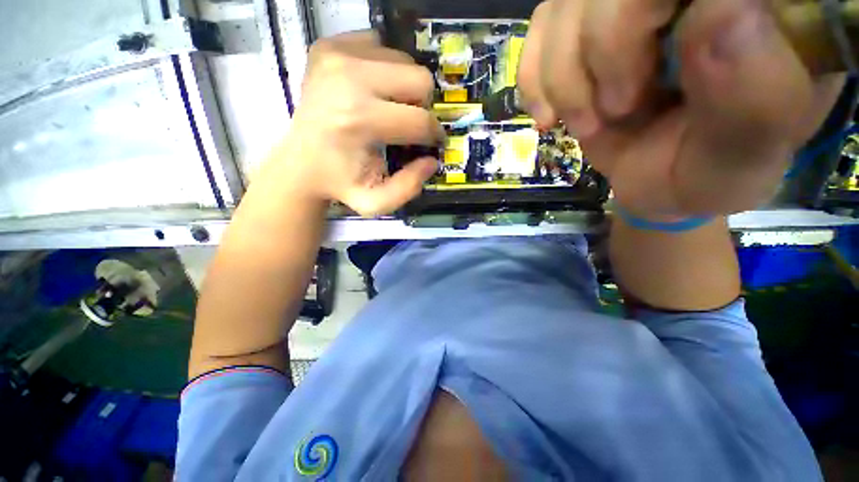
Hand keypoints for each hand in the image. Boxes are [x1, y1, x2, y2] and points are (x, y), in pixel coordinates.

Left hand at [272, 31, 442, 216]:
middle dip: (422, 106)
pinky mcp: (327, 46)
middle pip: (419, 79)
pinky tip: (371, 90)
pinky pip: (378, 45)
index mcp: (360, 121)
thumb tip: (431, 161)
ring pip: (403, 59)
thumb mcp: (376, 202)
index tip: (431, 143)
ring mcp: (336, 55)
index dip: (434, 135)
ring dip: (404, 87)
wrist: (300, 163)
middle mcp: (349, 78)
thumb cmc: (340, 184)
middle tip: (408, 123)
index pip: (420, 120)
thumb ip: (409, 188)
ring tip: (389, 108)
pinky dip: (383, 68)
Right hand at [518, 0, 844, 216]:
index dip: (634, 15)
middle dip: (596, 53)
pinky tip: (549, 114)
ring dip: (562, 79)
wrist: (663, 181)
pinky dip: (533, 79)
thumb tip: (721, 12)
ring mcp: (628, 2)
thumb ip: (754, 94)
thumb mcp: (742, 154)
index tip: (637, 91)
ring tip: (587, 123)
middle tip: (614, 111)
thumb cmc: (708, 173)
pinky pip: (540, 27)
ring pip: (565, 4)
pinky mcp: (586, 28)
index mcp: (754, 3)